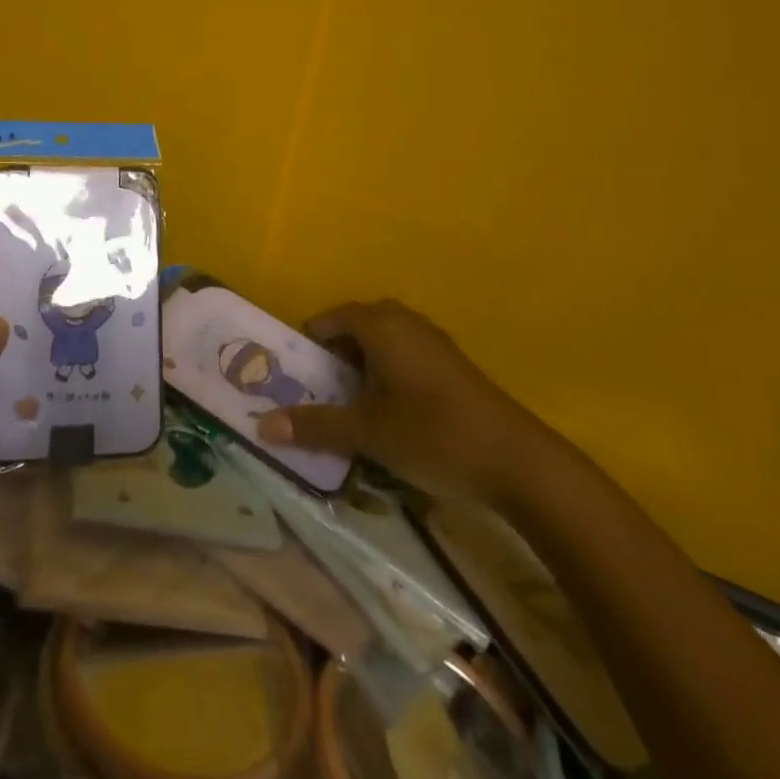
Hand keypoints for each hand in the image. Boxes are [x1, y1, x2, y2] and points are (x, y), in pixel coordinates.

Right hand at [256, 298, 558, 507]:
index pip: (331, 317)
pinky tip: (391, 409)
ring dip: (363, 362)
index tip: (295, 371)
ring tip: (351, 401)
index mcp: (381, 326)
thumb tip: (262, 426)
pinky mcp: (452, 363)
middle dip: (336, 352)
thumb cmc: (433, 435)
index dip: (309, 341)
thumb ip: (315, 426)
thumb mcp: (367, 433)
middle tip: (320, 386)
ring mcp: (433, 341)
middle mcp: (405, 321)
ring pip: (384, 338)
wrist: (518, 461)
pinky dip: (388, 369)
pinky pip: (406, 352)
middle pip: (358, 324)